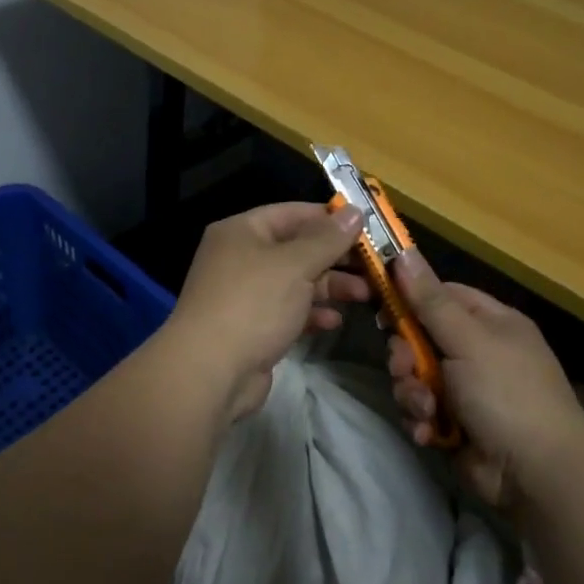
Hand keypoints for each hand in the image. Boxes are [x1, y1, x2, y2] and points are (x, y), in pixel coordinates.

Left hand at [164, 202, 370, 421]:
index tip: (366, 227)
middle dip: (335, 257)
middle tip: (374, 265)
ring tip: (365, 295)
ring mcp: (245, 294)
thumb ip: (328, 239)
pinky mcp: (252, 327)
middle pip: (296, 248)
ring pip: (295, 282)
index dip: (329, 218)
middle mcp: (240, 257)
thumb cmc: (253, 304)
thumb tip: (356, 211)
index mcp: (242, 231)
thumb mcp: (295, 265)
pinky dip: (311, 313)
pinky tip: (334, 322)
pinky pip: (288, 311)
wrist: (209, 372)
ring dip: (329, 287)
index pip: (291, 213)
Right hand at [386, 249, 583, 505]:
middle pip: (420, 337)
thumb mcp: (467, 339)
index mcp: (491, 322)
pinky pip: (422, 409)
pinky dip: (422, 420)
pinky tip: (430, 432)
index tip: (379, 304)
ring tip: (425, 409)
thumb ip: (430, 299)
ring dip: (412, 392)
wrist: (537, 474)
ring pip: (416, 376)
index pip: (441, 295)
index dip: (410, 298)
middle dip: (406, 356)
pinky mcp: (455, 423)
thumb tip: (402, 251)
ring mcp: (467, 389)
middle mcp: (478, 351)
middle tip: (404, 368)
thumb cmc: (506, 393)